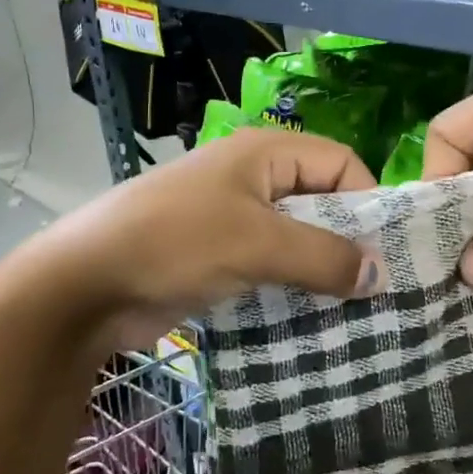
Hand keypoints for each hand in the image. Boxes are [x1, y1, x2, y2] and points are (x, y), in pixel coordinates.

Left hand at [20, 127, 380, 350]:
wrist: (85, 284)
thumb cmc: (175, 243)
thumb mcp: (258, 243)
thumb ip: (324, 256)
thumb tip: (380, 274)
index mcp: (264, 153)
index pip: (341, 163)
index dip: (369, 201)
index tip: (387, 253)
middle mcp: (253, 179)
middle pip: (321, 203)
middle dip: (349, 243)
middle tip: (377, 291)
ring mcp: (233, 221)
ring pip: (297, 241)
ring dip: (321, 273)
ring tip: (354, 313)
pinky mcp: (219, 259)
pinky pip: (271, 269)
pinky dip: (292, 290)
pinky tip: (313, 321)